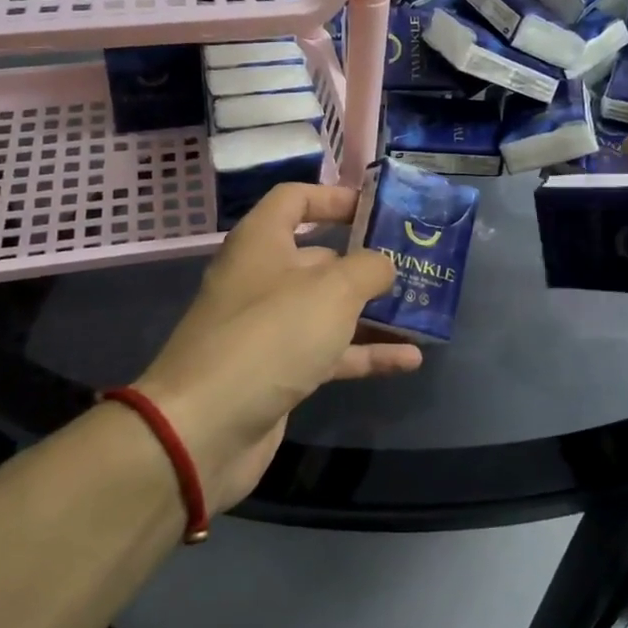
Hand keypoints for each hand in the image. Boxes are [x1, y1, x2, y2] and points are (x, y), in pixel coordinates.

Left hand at [132, 185, 421, 513]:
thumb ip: (368, 269)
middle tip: (414, 265)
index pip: (295, 199)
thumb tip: (382, 266)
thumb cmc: (271, 336)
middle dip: (365, 261)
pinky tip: (409, 361)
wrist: (205, 429)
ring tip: (421, 312)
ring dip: (372, 312)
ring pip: (327, 309)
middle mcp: (261, 278)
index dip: (334, 198)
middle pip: (318, 257)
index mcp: (261, 242)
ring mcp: (268, 328)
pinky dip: (364, 353)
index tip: (376, 210)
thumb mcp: (332, 290)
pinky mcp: (277, 371)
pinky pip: (328, 352)